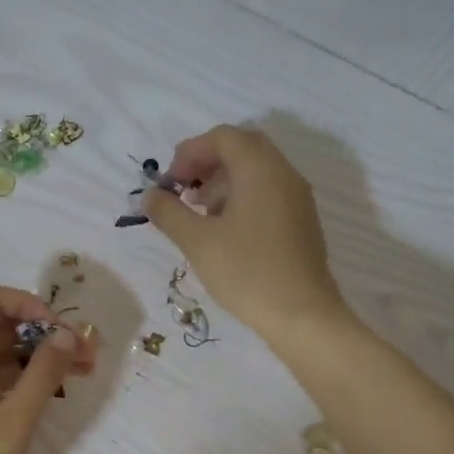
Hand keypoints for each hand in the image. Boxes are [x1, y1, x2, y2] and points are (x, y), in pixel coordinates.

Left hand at [0, 283, 95, 453]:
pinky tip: (41, 398)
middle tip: (83, 359)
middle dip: (42, 333)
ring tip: (73, 378)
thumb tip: (66, 333)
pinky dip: (17, 377)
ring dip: (34, 357)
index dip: (28, 303)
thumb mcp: (16, 420)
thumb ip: (43, 373)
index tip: (58, 332)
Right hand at [144, 124, 346, 344]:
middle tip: (184, 190)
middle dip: (207, 163)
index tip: (170, 182)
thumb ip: (169, 213)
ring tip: (200, 214)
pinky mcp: (301, 220)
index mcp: (260, 169)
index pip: (223, 137)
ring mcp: (297, 197)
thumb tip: (150, 196)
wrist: (302, 315)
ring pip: (256, 170)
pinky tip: (225, 230)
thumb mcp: (198, 242)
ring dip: (224, 181)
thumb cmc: (247, 273)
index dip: (190, 152)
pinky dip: (242, 197)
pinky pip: (268, 191)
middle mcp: (284, 173)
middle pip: (242, 148)